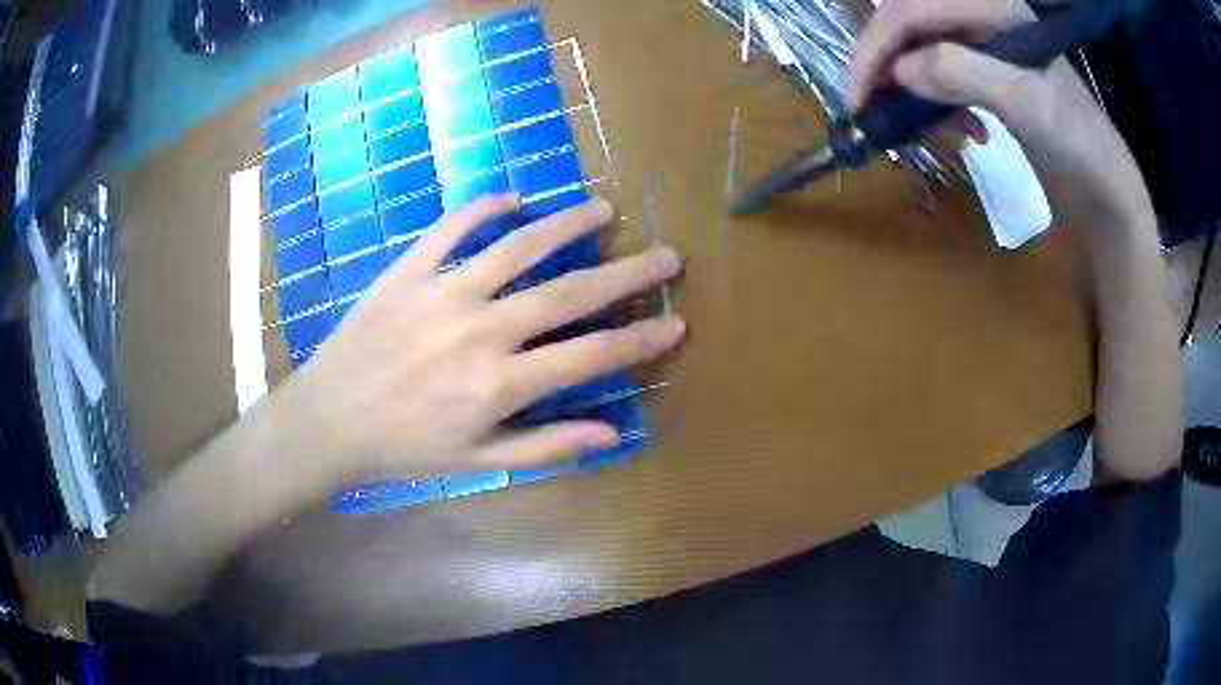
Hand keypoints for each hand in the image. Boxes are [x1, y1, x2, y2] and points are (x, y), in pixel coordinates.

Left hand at [272, 194, 684, 489]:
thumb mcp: (477, 462)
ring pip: (518, 247)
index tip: (678, 321)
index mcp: (500, 384)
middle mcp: (481, 330)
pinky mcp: (407, 271)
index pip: (591, 356)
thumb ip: (545, 446)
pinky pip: (450, 229)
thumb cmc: (403, 449)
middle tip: (668, 254)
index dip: (641, 340)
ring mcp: (442, 293)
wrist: (328, 422)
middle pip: (569, 293)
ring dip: (566, 224)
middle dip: (628, 273)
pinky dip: (482, 208)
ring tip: (604, 209)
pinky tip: (512, 197)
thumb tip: (611, 434)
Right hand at [848, 0, 1156, 238]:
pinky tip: (966, 133)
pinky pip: (944, 76)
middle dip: (887, 65)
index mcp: (994, 7)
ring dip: (916, 89)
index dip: (877, 48)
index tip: (856, 97)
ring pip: (922, 51)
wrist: (1106, 191)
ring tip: (930, 130)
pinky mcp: (990, 72)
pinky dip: (941, 105)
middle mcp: (984, 16)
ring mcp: (987, 44)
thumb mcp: (1026, 105)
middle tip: (872, 109)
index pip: (913, 9)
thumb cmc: (1077, 146)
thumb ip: (963, 72)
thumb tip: (899, 70)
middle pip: (911, 24)